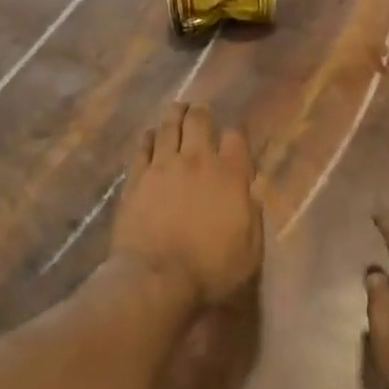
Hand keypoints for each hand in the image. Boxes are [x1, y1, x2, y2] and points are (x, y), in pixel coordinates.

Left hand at [111, 103, 262, 309]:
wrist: (157, 278)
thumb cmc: (211, 270)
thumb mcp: (250, 250)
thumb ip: (252, 216)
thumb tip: (249, 193)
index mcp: (230, 175)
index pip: (236, 138)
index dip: (235, 134)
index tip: (233, 139)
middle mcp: (197, 161)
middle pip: (199, 121)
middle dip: (201, 113)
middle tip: (200, 112)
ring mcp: (163, 166)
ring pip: (168, 126)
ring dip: (174, 115)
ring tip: (176, 110)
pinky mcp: (136, 177)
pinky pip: (142, 147)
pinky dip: (148, 137)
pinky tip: (150, 135)